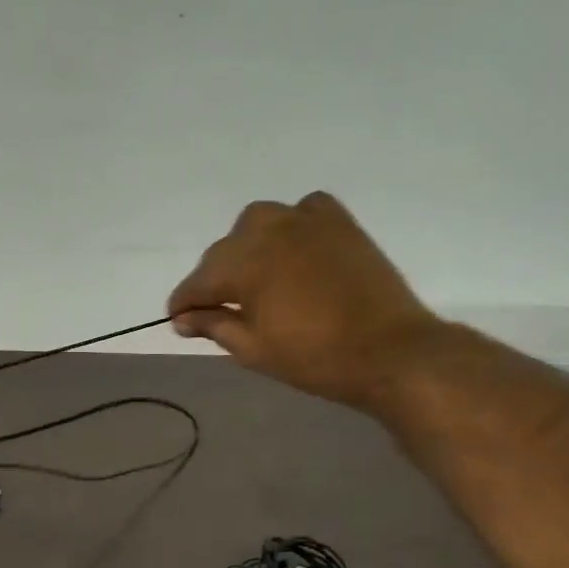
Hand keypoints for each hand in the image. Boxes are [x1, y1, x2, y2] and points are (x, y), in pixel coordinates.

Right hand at [167, 191, 440, 407]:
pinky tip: (292, 248)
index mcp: (245, 265)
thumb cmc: (314, 358)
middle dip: (213, 278)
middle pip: (224, 250)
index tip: (178, 320)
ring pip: (258, 222)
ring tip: (253, 276)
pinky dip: (290, 225)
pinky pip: (303, 209)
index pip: (198, 281)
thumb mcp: (253, 349)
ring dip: (246, 246)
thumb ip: (214, 326)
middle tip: (216, 310)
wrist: (390, 351)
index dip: (183, 303)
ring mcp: (307, 222)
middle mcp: (270, 232)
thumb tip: (183, 319)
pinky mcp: (339, 223)